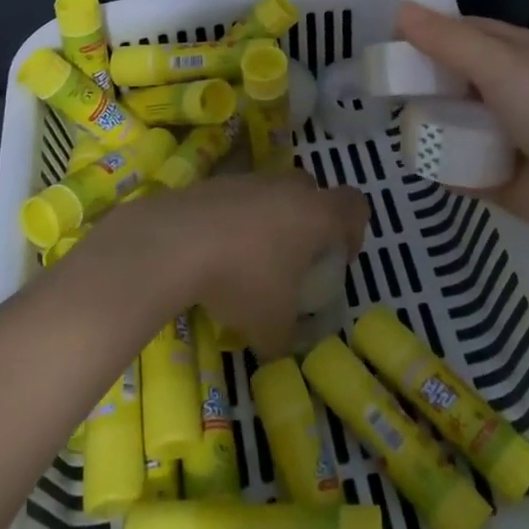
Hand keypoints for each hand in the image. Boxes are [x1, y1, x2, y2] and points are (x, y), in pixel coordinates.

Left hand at [100, 172, 368, 358]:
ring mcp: (248, 180)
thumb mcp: (271, 327)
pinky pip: (237, 198)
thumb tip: (280, 348)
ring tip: (247, 259)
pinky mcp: (213, 181)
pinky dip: (233, 219)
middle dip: (309, 221)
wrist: (173, 242)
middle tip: (294, 258)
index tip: (337, 259)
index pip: (355, 205)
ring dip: (268, 219)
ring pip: (272, 193)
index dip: (354, 230)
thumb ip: (286, 338)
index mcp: (317, 214)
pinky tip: (214, 251)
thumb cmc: (242, 279)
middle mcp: (287, 188)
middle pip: (312, 192)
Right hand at [398, 2, 528, 245]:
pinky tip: (416, 158)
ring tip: (392, 122)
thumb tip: (398, 9)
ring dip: (425, 122)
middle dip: (418, 82)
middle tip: (377, 86)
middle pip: (447, 77)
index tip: (382, 41)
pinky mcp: (490, 172)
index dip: (423, 34)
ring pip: (447, 119)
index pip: (458, 33)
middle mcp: (503, 88)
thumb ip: (448, 40)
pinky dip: (438, 161)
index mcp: (513, 53)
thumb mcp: (501, 65)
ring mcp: (496, 131)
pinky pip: (452, 162)